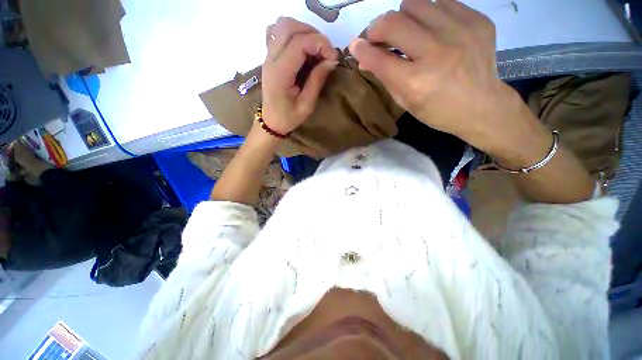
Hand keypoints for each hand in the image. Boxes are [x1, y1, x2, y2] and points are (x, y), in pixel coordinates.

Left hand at [261, 17, 338, 134]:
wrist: (271, 121)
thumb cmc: (289, 117)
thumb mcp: (307, 105)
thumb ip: (317, 80)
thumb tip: (332, 60)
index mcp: (280, 73)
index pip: (299, 43)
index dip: (320, 44)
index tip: (333, 57)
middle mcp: (271, 59)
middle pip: (289, 27)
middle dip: (312, 34)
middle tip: (325, 52)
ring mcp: (268, 56)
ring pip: (283, 26)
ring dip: (303, 31)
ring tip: (316, 49)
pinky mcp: (270, 56)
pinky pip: (278, 33)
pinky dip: (294, 34)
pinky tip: (303, 48)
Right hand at [349, 0, 541, 152]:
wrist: (483, 107)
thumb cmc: (438, 111)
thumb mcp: (405, 102)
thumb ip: (384, 77)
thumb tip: (364, 57)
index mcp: (415, 82)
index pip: (378, 58)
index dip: (362, 48)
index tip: (356, 45)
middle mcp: (436, 53)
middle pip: (393, 22)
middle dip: (378, 27)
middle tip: (379, 37)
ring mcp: (460, 32)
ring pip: (415, 3)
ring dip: (403, 17)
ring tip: (408, 32)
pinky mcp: (477, 21)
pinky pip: (442, 2)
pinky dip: (429, 14)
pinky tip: (432, 30)